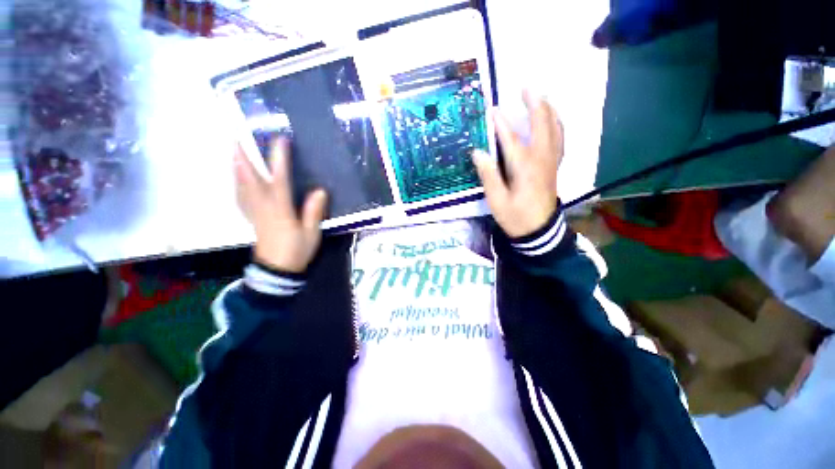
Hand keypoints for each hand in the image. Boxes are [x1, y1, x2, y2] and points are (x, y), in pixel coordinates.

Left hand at [234, 140, 327, 272]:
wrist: (277, 269)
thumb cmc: (296, 250)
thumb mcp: (311, 233)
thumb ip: (313, 212)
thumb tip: (320, 191)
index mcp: (280, 209)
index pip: (279, 180)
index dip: (279, 160)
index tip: (280, 141)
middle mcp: (264, 207)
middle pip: (251, 179)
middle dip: (245, 158)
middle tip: (238, 138)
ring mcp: (255, 212)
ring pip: (242, 186)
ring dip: (237, 168)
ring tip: (234, 152)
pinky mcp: (252, 218)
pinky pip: (241, 198)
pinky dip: (237, 185)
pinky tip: (237, 180)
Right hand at [472, 91, 562, 237]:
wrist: (538, 231)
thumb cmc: (515, 216)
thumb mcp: (496, 200)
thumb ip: (488, 175)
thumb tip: (478, 152)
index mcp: (524, 167)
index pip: (511, 139)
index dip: (500, 124)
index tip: (491, 110)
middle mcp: (541, 159)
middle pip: (541, 125)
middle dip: (534, 104)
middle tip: (526, 87)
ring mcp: (551, 161)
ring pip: (555, 129)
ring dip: (548, 110)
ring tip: (541, 97)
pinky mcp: (554, 166)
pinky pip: (560, 139)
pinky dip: (557, 125)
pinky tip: (553, 120)